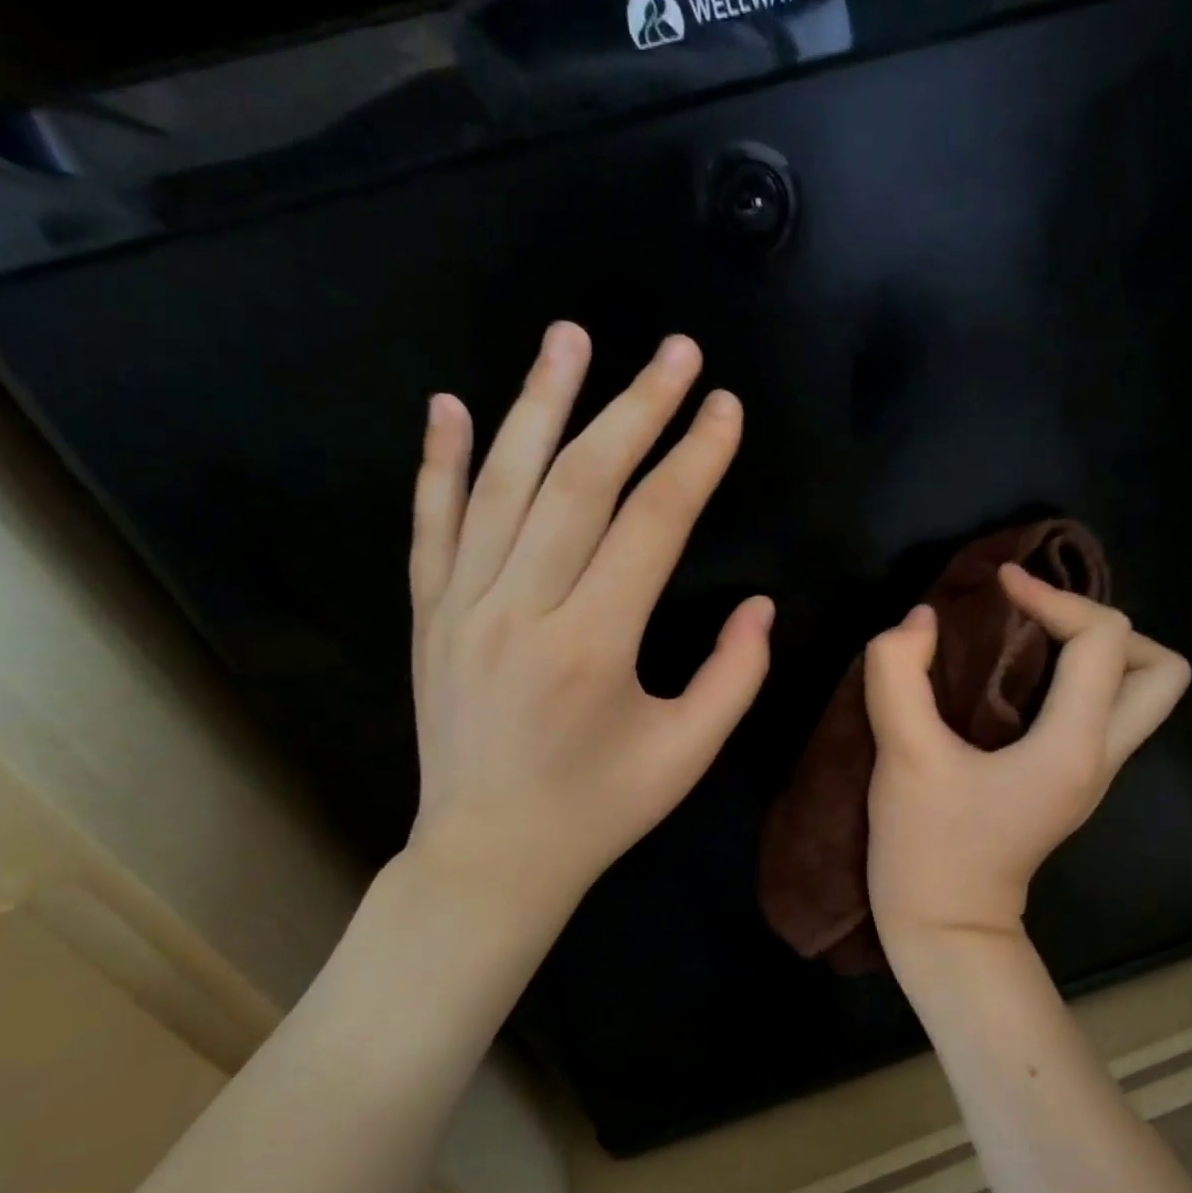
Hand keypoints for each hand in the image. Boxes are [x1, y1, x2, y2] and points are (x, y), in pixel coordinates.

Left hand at [398, 324, 772, 939]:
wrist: (489, 855)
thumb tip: (761, 605)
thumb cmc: (600, 809)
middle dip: (635, 407)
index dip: (696, 459)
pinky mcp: (430, 616)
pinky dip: (441, 462)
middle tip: (675, 350)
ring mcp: (463, 608)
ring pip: (503, 484)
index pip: (654, 524)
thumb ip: (735, 675)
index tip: (725, 407)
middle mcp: (521, 611)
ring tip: (570, 337)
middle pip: (582, 482)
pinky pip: (432, 525)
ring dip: (540, 402)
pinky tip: (453, 405)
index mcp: (594, 646)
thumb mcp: (688, 754)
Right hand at [863, 566, 1190, 950]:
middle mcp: (1101, 756)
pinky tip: (1021, 678)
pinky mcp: (1071, 784)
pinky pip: (1104, 713)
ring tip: (1034, 640)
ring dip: (1098, 653)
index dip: (1053, 596)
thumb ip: (900, 674)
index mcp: (1073, 746)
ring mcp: (1093, 775)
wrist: (946, 930)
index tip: (1000, 586)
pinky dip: (1078, 680)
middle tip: (1042, 621)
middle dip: (1107, 628)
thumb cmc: (928, 848)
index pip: (1101, 639)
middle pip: (1162, 672)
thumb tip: (919, 621)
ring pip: (1141, 695)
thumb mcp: (903, 756)